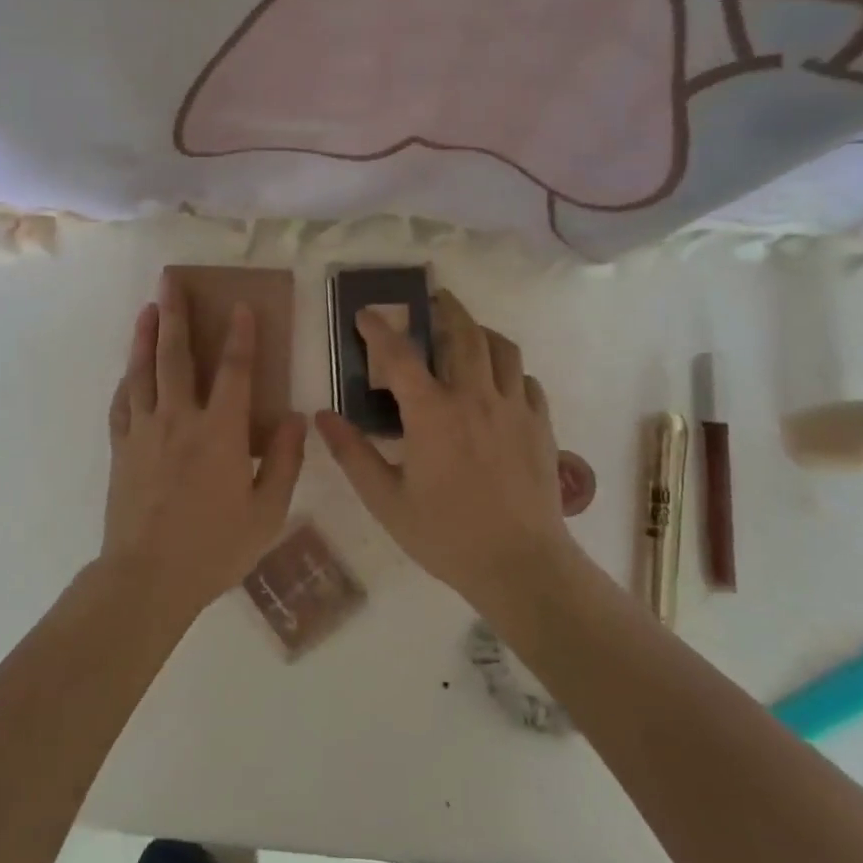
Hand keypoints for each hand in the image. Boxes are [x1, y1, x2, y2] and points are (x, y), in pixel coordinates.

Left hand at [103, 275, 306, 609]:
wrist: (147, 578)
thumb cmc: (214, 548)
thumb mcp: (267, 512)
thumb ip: (284, 461)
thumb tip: (296, 418)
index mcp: (219, 433)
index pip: (234, 371)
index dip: (240, 335)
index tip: (240, 305)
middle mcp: (178, 420)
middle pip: (175, 356)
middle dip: (175, 314)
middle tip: (170, 280)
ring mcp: (144, 432)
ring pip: (142, 371)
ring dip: (145, 336)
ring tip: (148, 308)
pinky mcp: (121, 448)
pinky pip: (122, 403)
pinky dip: (127, 380)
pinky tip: (129, 370)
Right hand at [316, 289, 575, 607]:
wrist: (520, 564)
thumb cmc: (445, 534)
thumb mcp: (386, 499)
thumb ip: (352, 454)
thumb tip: (322, 416)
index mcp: (432, 414)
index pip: (399, 356)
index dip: (379, 330)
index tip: (366, 314)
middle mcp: (474, 398)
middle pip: (463, 333)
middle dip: (445, 308)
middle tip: (433, 298)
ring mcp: (514, 409)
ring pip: (502, 349)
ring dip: (481, 331)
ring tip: (468, 331)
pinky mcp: (540, 426)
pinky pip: (527, 381)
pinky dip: (510, 370)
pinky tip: (500, 382)